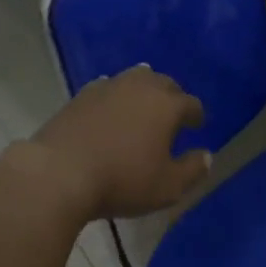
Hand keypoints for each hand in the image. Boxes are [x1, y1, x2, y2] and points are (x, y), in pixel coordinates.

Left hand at [31, 66, 211, 219]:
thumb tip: (206, 156)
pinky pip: (108, 89)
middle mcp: (141, 86)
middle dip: (172, 97)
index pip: (191, 103)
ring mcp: (108, 87)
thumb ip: (192, 170)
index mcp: (167, 104)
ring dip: (144, 91)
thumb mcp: (167, 186)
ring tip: (143, 108)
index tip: (197, 126)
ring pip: (135, 80)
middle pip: (164, 83)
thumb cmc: (122, 180)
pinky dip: (116, 98)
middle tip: (172, 116)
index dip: (196, 116)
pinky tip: (112, 111)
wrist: (59, 173)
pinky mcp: (81, 95)